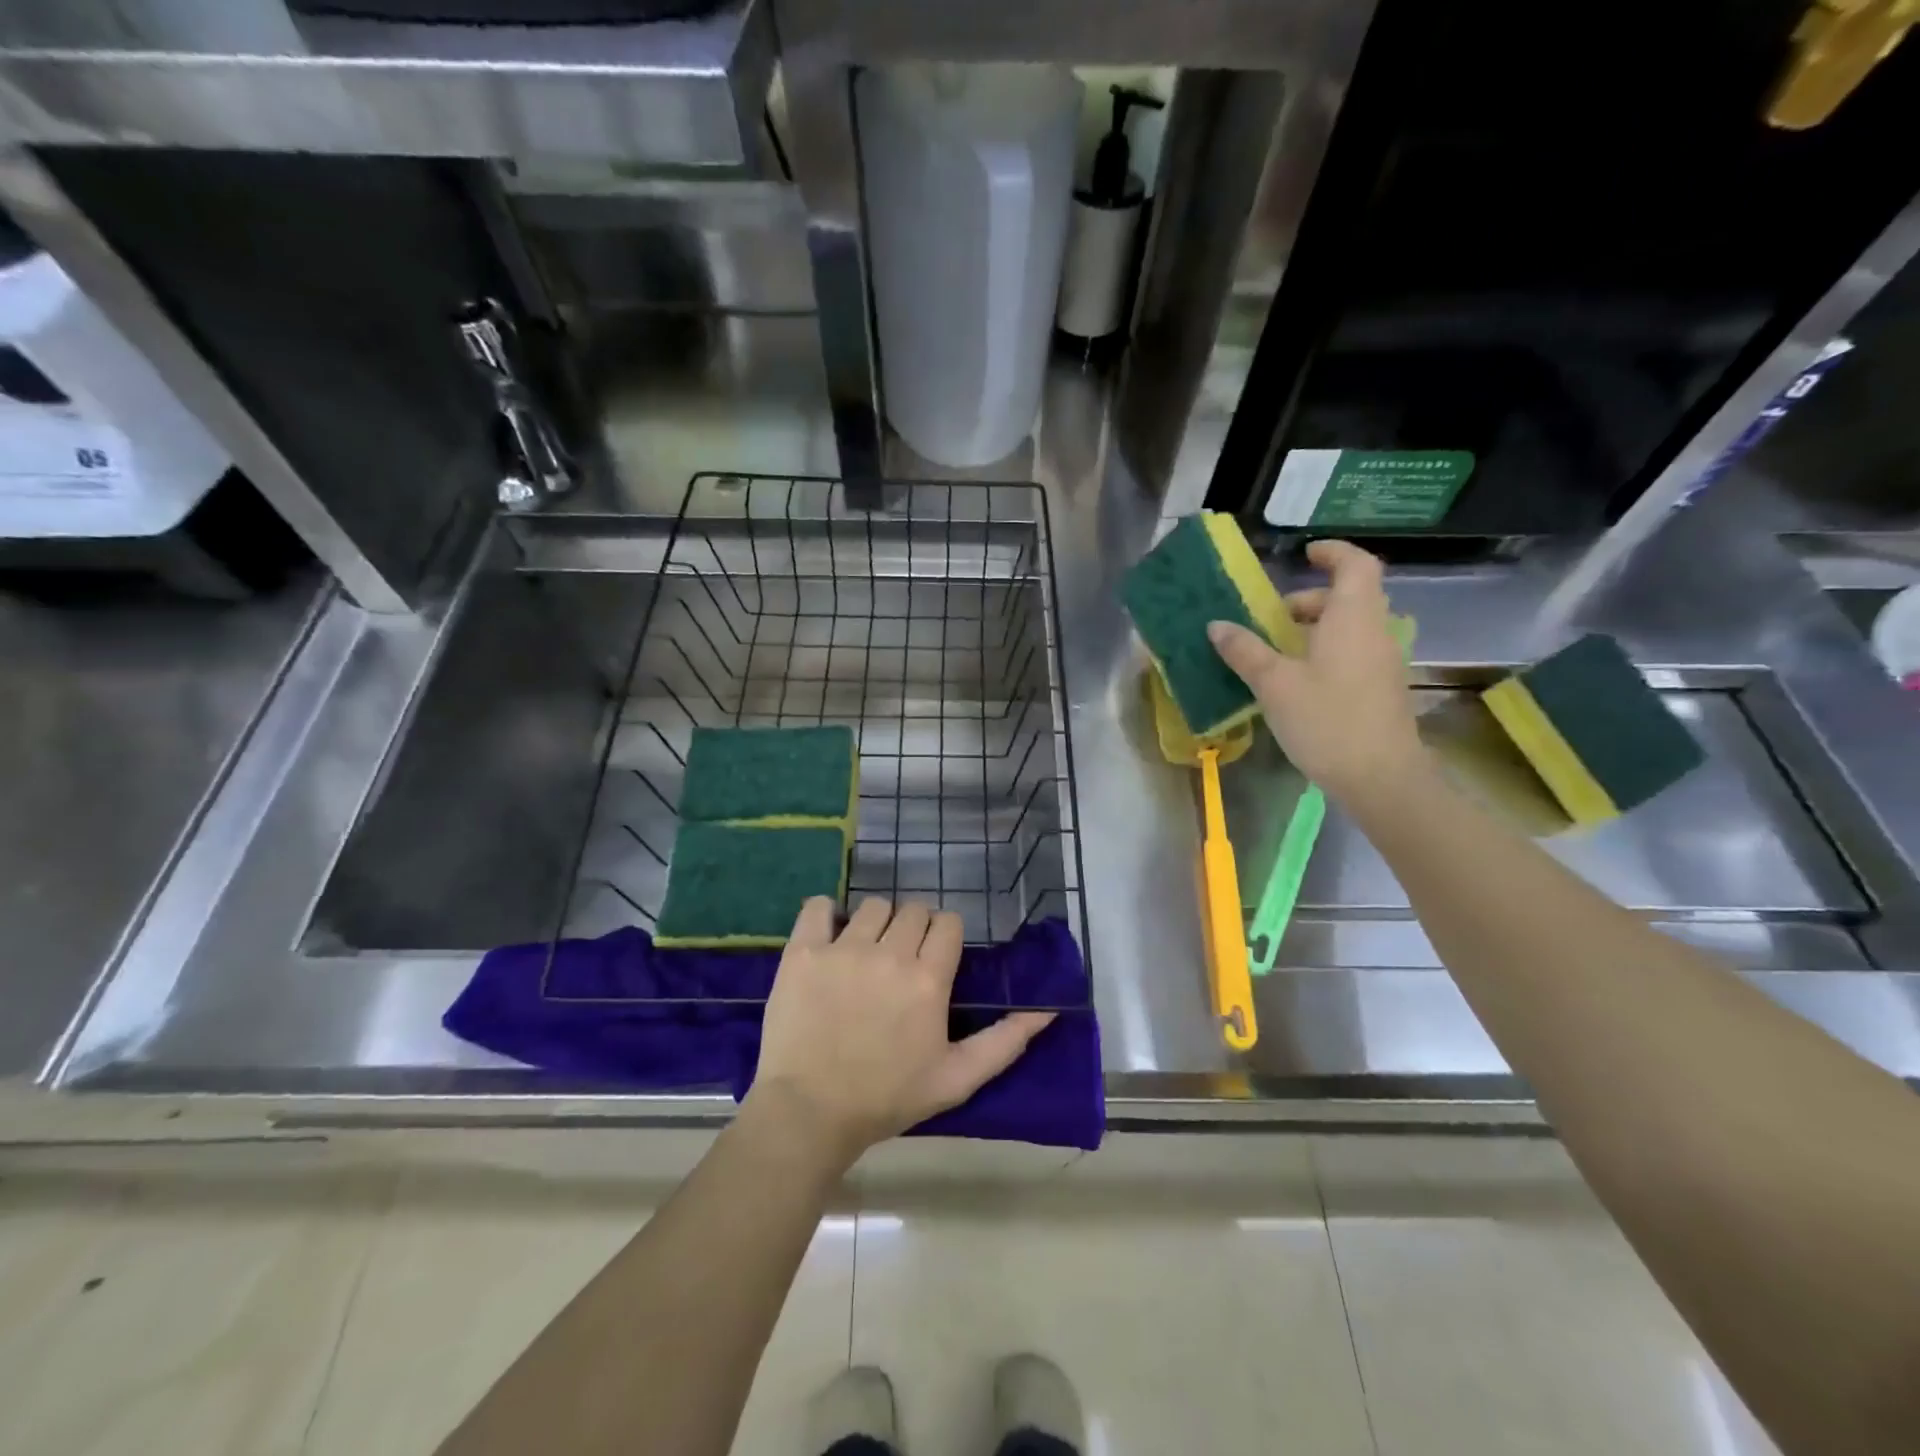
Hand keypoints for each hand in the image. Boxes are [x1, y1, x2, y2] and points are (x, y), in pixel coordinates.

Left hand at [747, 896, 1055, 1169]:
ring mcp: (843, 949)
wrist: (809, 1113)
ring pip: (873, 907)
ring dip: (876, 924)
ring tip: (865, 955)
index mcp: (928, 979)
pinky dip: (826, 915)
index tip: (934, 958)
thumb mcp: (956, 1079)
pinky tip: (829, 938)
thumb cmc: (887, 1098)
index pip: (948, 923)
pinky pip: (819, 907)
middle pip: (913, 910)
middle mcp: (890, 953)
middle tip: (900, 962)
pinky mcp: (803, 952)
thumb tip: (1046, 1011)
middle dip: (913, 930)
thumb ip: (1004, 1042)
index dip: (944, 937)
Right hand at [1207, 539, 1426, 806]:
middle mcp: (1375, 632)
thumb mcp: (1274, 684)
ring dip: (1316, 630)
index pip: (1356, 565)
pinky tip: (1297, 684)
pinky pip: (1353, 654)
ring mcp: (1383, 662)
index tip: (1306, 553)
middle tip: (1273, 619)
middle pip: (1349, 598)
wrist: (1381, 778)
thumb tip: (1217, 625)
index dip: (1333, 553)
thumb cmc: (1327, 720)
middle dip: (1310, 601)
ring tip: (1277, 654)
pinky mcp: (1382, 690)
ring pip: (1351, 628)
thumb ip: (1245, 651)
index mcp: (1353, 618)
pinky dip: (1326, 653)